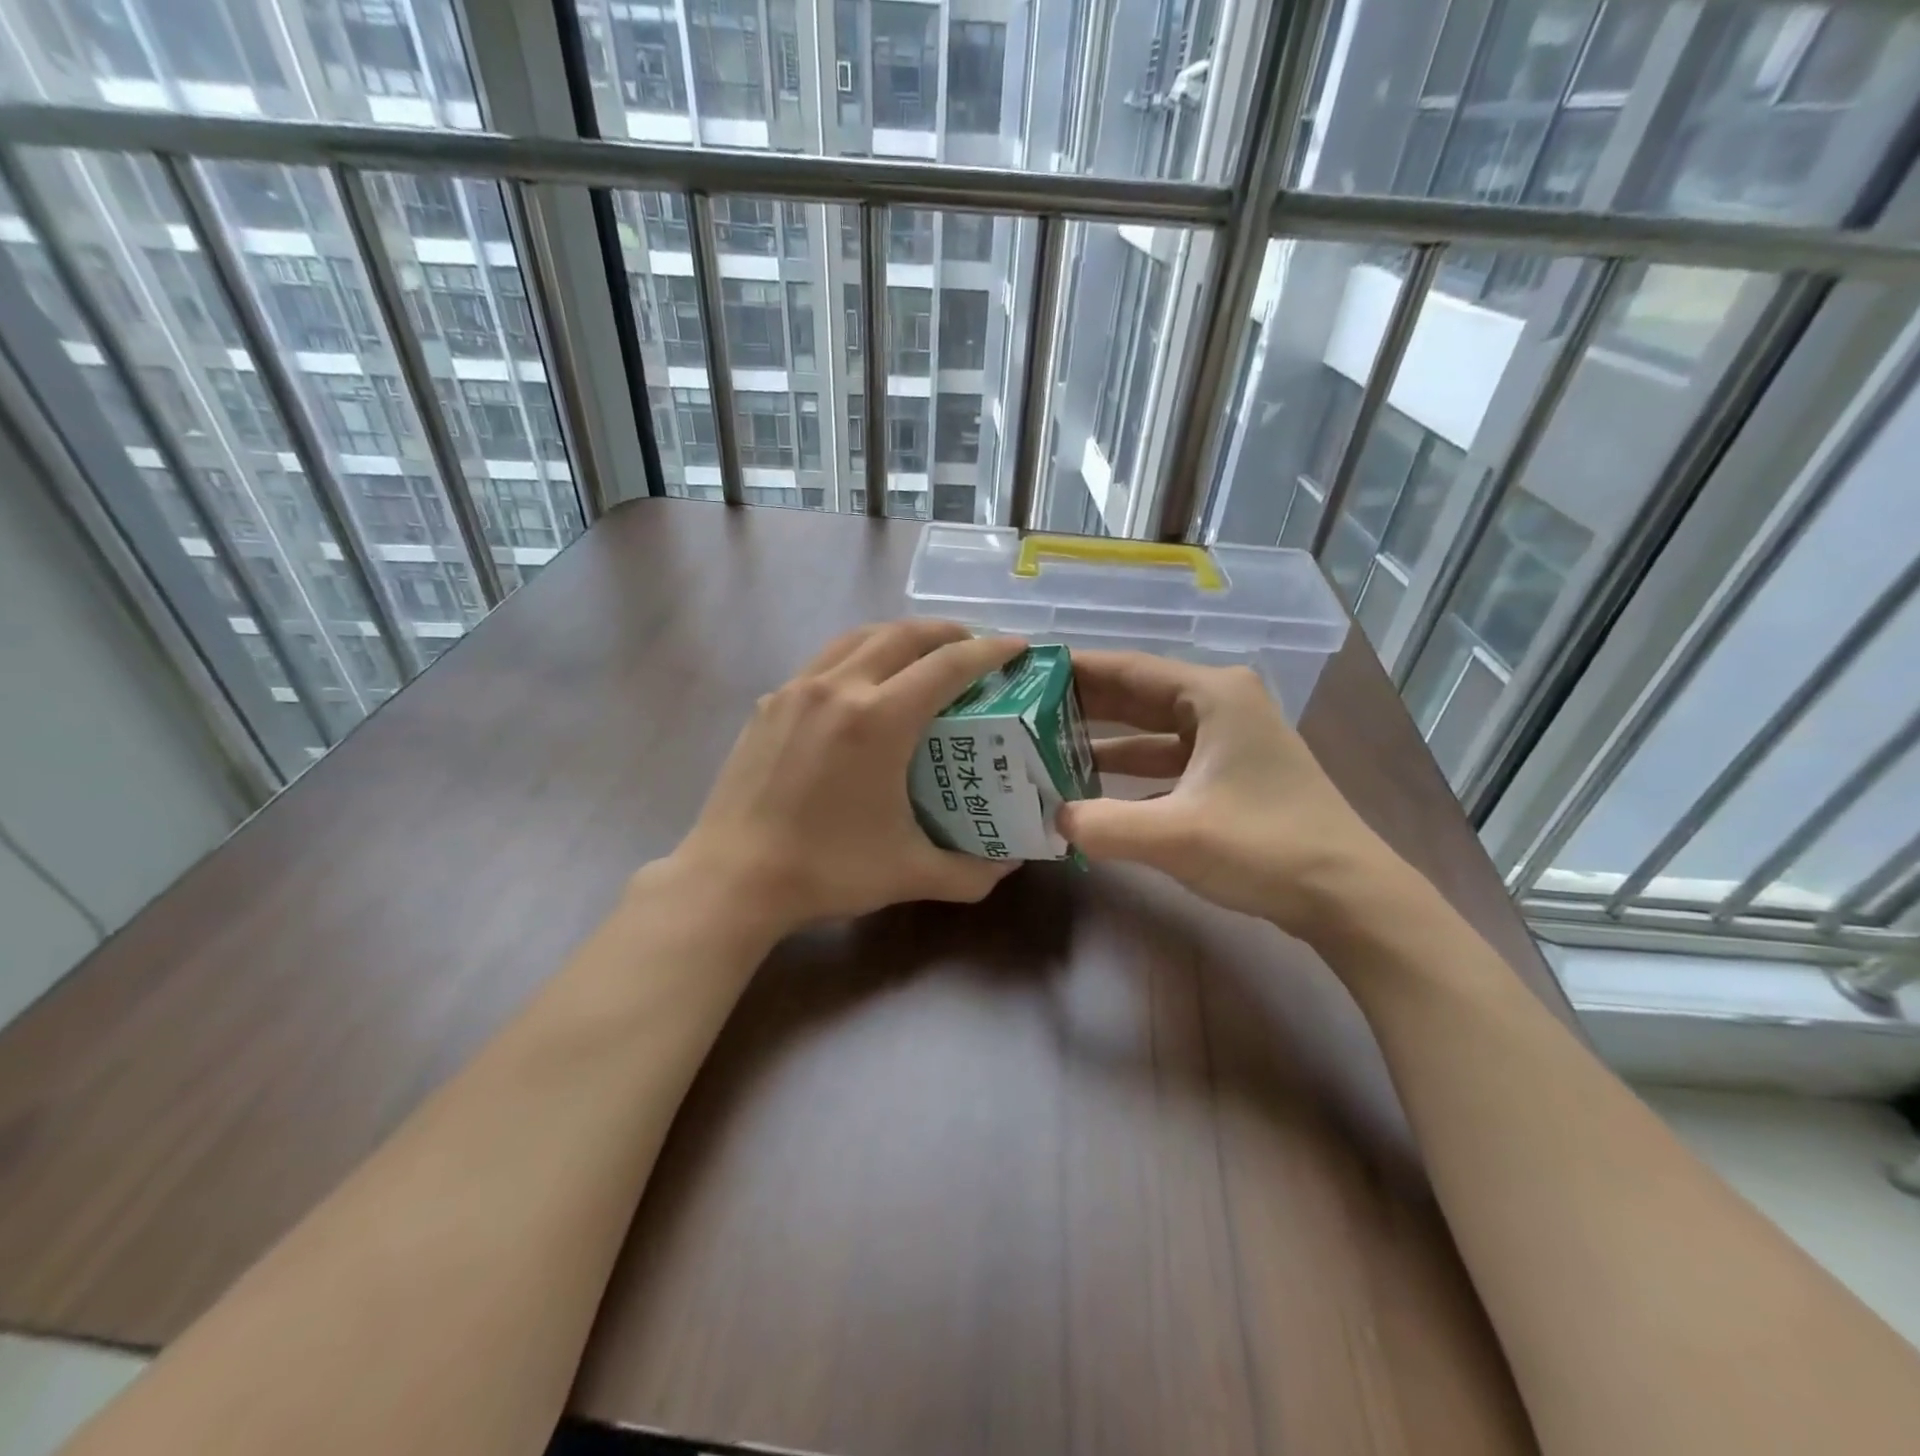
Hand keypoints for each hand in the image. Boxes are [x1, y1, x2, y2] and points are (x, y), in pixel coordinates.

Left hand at [669, 619, 1025, 934]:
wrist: (732, 880)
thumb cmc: (826, 871)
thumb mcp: (910, 874)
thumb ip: (970, 872)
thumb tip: (1008, 866)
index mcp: (879, 719)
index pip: (948, 665)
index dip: (989, 651)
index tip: (1017, 648)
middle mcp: (838, 688)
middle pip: (902, 635)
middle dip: (946, 632)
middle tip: (973, 646)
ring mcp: (796, 690)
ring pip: (858, 638)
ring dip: (899, 636)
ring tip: (922, 654)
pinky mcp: (769, 704)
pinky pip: (823, 662)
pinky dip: (856, 658)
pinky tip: (862, 688)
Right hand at [1058, 650, 1406, 942]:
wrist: (1349, 898)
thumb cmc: (1266, 847)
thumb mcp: (1175, 835)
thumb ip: (1102, 825)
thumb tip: (1050, 819)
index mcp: (1212, 695)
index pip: (1127, 669)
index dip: (1074, 670)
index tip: (1026, 671)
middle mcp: (1220, 705)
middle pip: (1136, 695)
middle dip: (1081, 705)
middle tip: (1023, 711)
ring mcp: (1229, 740)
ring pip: (1150, 731)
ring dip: (1103, 743)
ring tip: (1044, 748)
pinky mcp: (1231, 774)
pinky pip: (1167, 762)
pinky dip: (1131, 774)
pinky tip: (1091, 789)